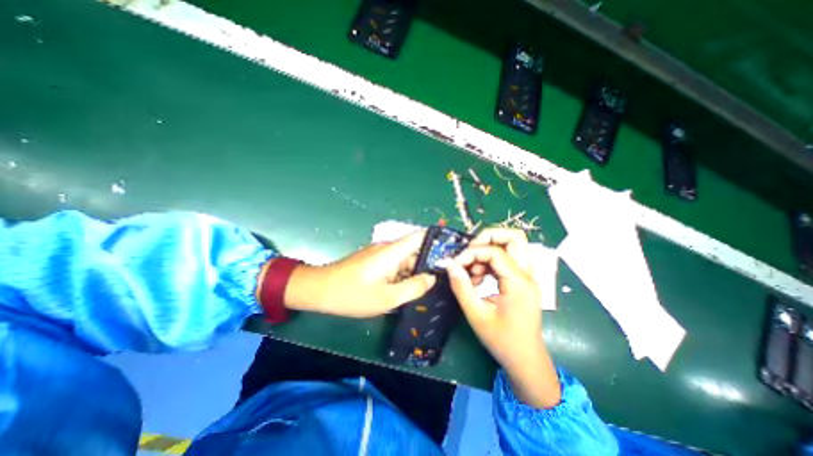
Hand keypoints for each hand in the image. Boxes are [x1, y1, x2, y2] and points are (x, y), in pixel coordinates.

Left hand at [280, 232, 435, 316]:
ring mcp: (379, 253)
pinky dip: (401, 275)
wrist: (319, 290)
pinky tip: (403, 289)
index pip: (420, 236)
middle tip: (438, 283)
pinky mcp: (373, 260)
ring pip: (404, 260)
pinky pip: (393, 264)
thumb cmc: (353, 294)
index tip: (451, 252)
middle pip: (414, 251)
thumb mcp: (387, 298)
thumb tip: (431, 277)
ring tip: (423, 289)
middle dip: (426, 265)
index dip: (436, 240)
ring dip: (412, 272)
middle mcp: (387, 247)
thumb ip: (413, 287)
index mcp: (392, 251)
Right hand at [442, 228, 562, 409]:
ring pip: (513, 245)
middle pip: (515, 237)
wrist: (526, 360)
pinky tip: (479, 277)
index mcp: (519, 283)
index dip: (472, 253)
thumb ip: (461, 287)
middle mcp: (527, 275)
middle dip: (489, 237)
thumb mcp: (476, 314)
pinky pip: (508, 259)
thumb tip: (449, 264)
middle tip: (470, 251)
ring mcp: (527, 277)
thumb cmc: (502, 340)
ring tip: (474, 270)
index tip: (455, 264)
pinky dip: (491, 261)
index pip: (495, 252)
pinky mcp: (523, 281)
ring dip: (489, 249)